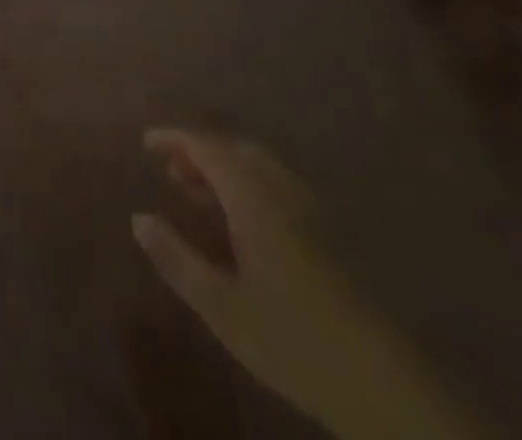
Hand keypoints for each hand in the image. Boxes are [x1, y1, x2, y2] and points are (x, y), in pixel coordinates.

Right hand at [133, 132, 486, 439]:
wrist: (383, 383)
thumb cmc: (293, 340)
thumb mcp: (221, 306)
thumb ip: (176, 258)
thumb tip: (138, 218)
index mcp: (252, 195)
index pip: (206, 146)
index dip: (174, 138)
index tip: (146, 143)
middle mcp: (281, 188)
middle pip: (235, 149)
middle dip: (199, 152)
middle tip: (171, 172)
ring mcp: (310, 208)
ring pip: (259, 167)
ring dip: (225, 169)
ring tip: (199, 196)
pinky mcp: (330, 232)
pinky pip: (278, 186)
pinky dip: (249, 185)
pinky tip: (243, 224)